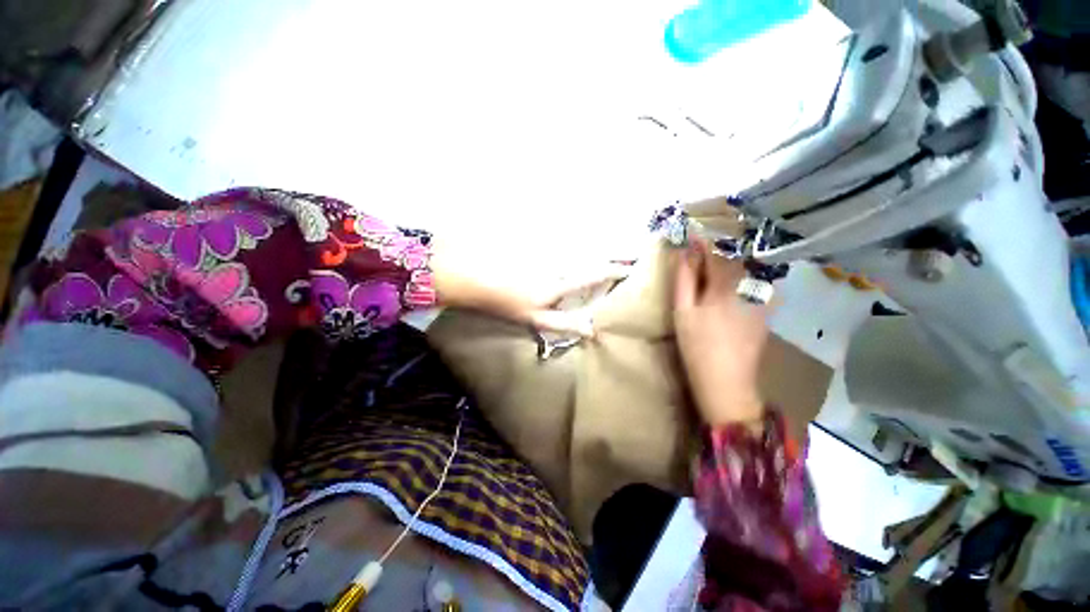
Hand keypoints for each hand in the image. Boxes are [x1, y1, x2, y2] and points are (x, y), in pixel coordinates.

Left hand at [431, 239, 628, 335]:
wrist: (473, 274)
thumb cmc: (505, 301)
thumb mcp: (535, 318)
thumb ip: (564, 323)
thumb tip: (591, 330)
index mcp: (560, 281)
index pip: (594, 274)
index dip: (614, 272)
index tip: (633, 268)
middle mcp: (559, 261)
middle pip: (593, 253)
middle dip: (616, 251)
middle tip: (634, 250)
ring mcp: (548, 249)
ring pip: (581, 244)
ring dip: (601, 244)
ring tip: (618, 245)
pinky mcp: (538, 241)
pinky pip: (564, 239)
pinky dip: (578, 239)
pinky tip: (584, 240)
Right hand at [673, 239, 769, 427]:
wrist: (726, 381)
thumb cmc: (696, 345)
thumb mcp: (682, 311)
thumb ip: (684, 279)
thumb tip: (685, 253)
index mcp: (725, 285)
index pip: (715, 253)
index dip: (703, 242)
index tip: (692, 234)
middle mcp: (749, 286)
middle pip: (734, 259)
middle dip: (718, 250)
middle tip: (702, 249)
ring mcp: (762, 298)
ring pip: (747, 270)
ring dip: (731, 262)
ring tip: (715, 264)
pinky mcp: (767, 310)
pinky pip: (756, 284)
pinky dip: (743, 277)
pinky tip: (731, 285)